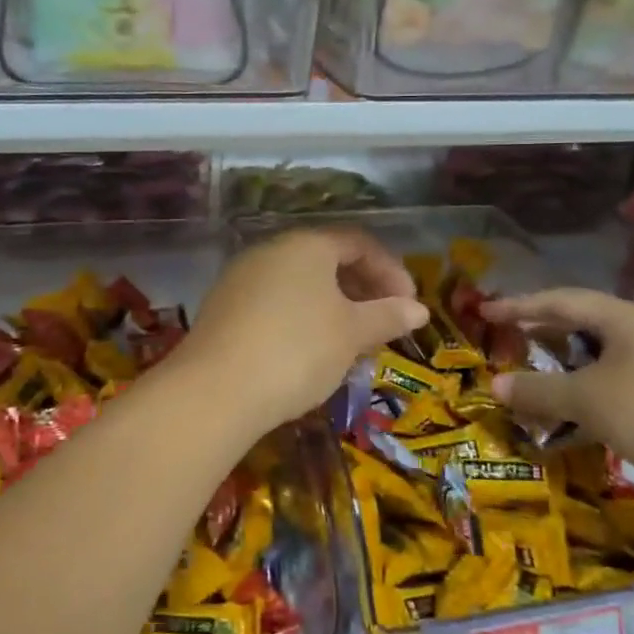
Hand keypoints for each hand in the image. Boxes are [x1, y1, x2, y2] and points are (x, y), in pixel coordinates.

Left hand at [173, 228, 428, 435]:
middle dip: (362, 290)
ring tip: (351, 344)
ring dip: (332, 308)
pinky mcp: (222, 308)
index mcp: (306, 245)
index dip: (390, 271)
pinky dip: (301, 319)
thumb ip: (387, 316)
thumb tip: (418, 310)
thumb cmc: (298, 351)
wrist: (216, 390)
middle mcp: (270, 251)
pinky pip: (274, 303)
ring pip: (299, 284)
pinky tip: (308, 354)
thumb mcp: (352, 334)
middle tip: (383, 325)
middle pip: (326, 260)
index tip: (409, 306)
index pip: (358, 243)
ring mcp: (240, 278)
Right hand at [483, 287, 633, 515]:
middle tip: (509, 338)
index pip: (561, 301)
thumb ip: (538, 389)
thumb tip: (496, 384)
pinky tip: (579, 413)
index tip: (486, 312)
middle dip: (544, 332)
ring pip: (602, 357)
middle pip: (584, 324)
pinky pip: (619, 384)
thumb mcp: (587, 399)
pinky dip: (590, 392)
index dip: (520, 306)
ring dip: (566, 367)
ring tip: (538, 376)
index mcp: (626, 319)